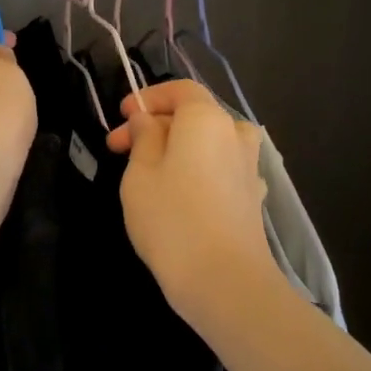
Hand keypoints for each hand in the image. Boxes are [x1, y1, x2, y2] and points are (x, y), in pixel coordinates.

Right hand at [106, 80, 272, 317]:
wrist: (225, 281)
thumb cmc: (172, 218)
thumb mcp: (140, 173)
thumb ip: (143, 137)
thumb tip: (146, 120)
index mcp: (207, 118)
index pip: (180, 90)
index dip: (148, 97)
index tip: (121, 115)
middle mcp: (234, 134)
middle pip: (193, 116)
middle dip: (154, 127)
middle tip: (118, 149)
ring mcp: (249, 167)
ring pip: (208, 144)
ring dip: (176, 150)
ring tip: (145, 172)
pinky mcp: (252, 197)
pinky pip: (220, 169)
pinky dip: (196, 171)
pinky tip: (178, 194)